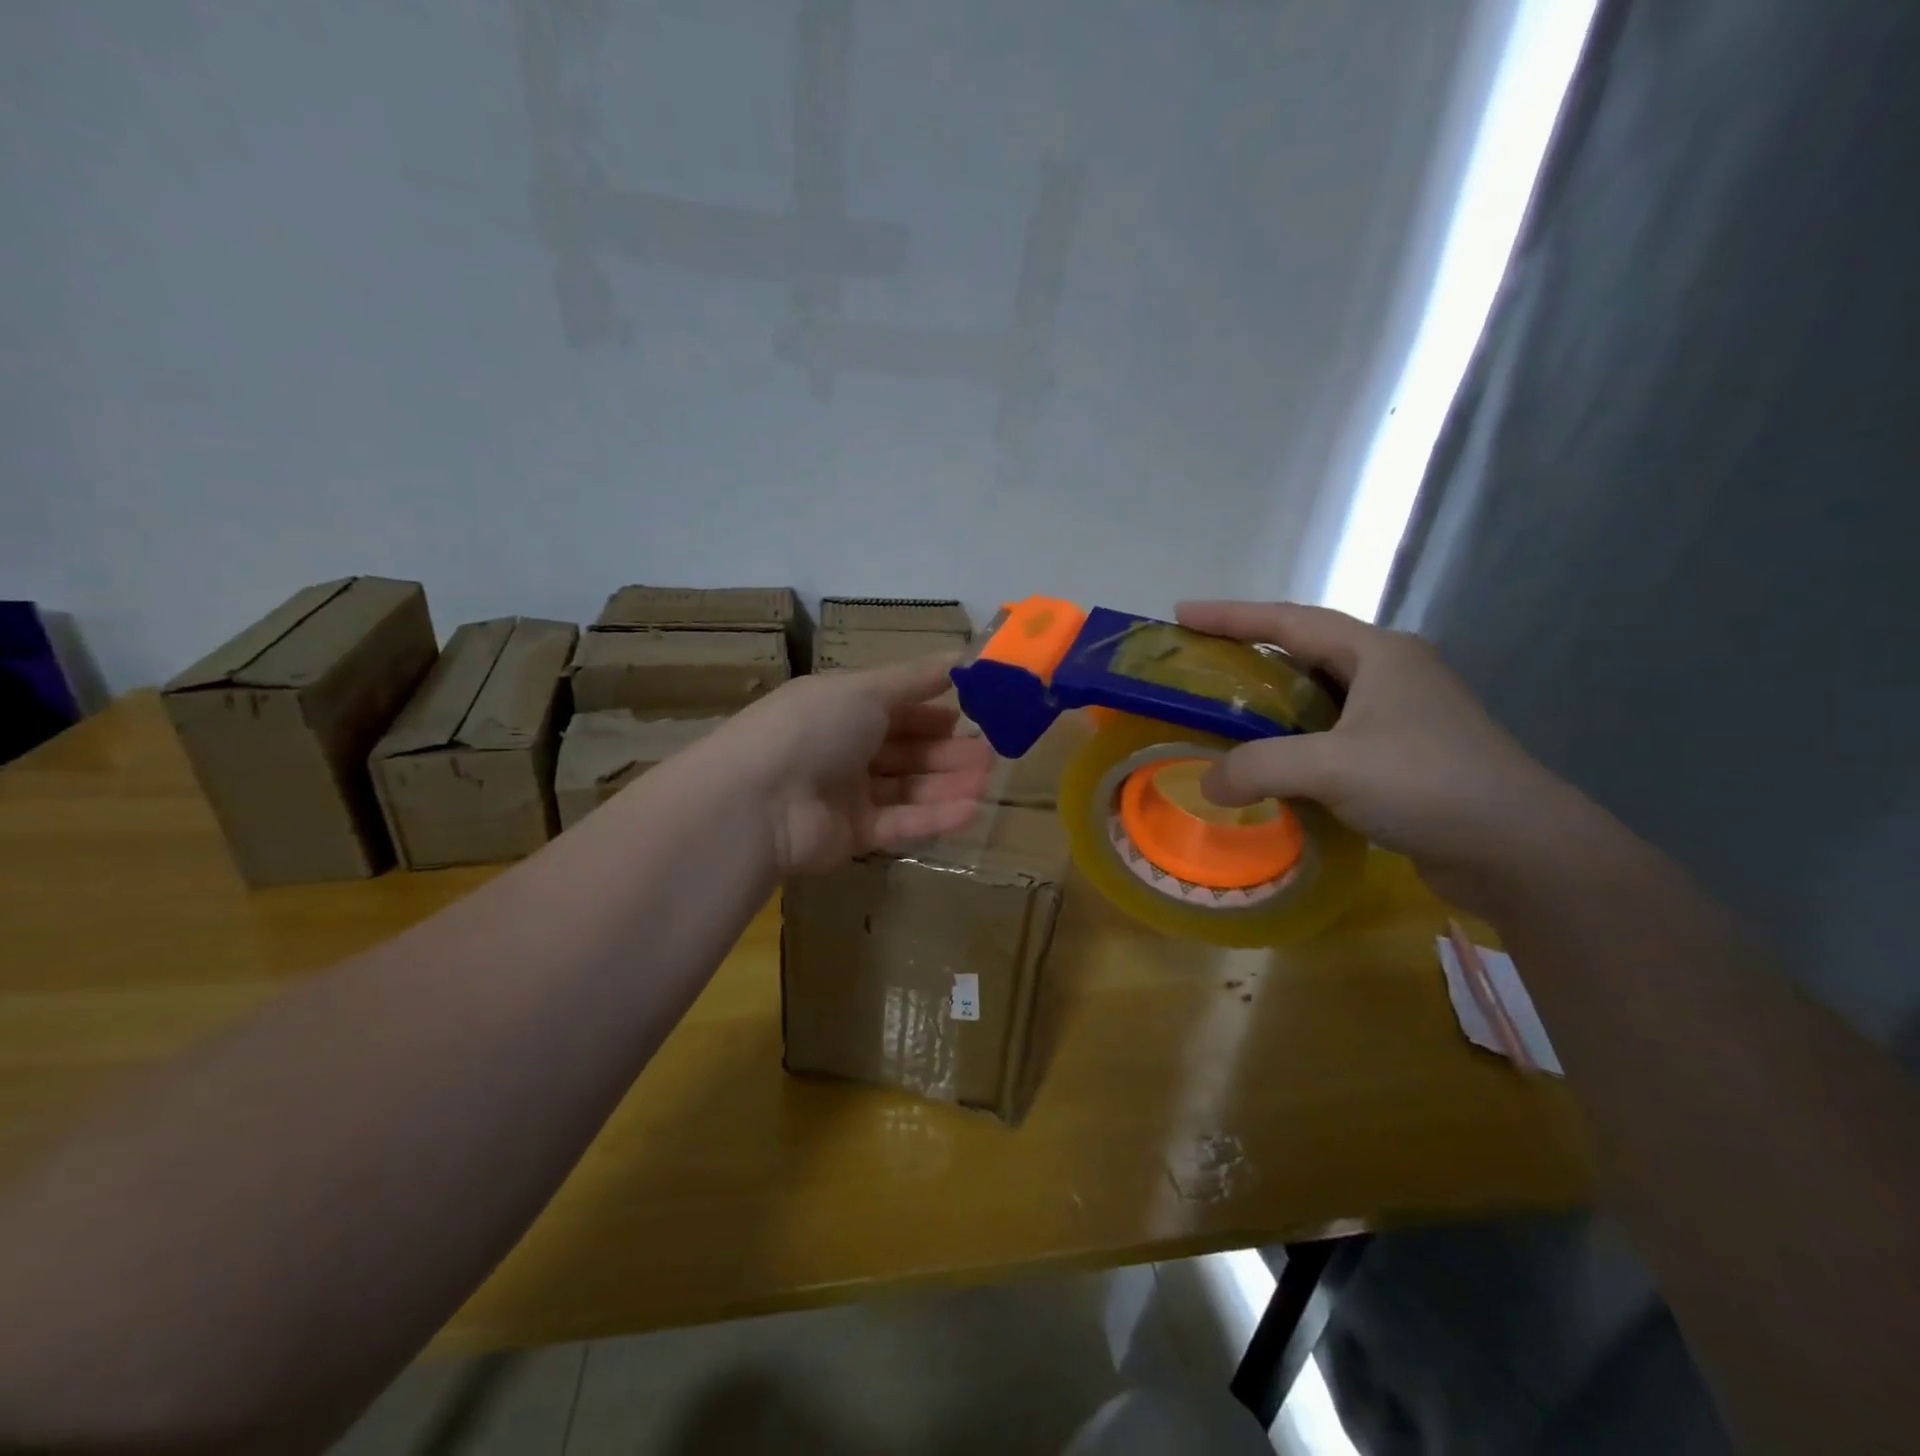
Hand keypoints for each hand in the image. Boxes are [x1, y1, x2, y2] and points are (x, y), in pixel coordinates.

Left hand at [719, 657, 995, 875]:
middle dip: (948, 750)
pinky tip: (971, 810)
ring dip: (947, 783)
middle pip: (905, 750)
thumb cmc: (813, 728)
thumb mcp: (866, 689)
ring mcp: (846, 795)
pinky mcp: (851, 836)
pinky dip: (933, 817)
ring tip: (987, 780)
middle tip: (991, 753)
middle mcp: (842, 749)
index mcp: (840, 708)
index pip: (895, 707)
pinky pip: (899, 824)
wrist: (759, 800)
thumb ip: (915, 678)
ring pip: (907, 787)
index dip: (933, 709)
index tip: (976, 711)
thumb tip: (961, 654)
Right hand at [1177, 600, 1601, 909]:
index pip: (1290, 620)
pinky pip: (1332, 735)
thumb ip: (1258, 767)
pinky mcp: (1405, 756)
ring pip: (1320, 697)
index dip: (1231, 615)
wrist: (1521, 849)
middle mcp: (1391, 674)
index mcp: (1378, 654)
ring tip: (1225, 713)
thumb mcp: (1332, 767)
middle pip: (1305, 651)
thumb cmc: (1427, 783)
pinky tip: (1271, 764)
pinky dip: (1295, 742)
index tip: (1181, 613)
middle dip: (1250, 655)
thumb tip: (1209, 784)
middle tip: (1200, 666)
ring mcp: (1402, 716)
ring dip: (1273, 703)